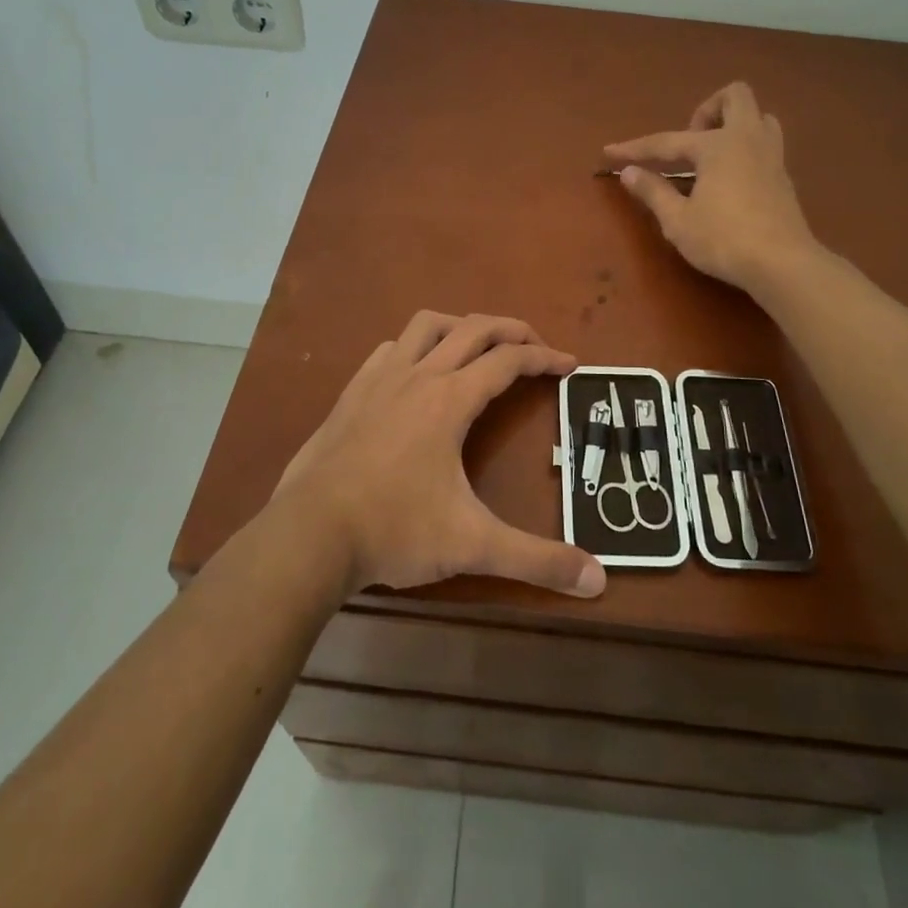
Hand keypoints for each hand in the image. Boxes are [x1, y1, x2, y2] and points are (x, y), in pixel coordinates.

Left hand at [273, 311, 607, 598]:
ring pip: (426, 325)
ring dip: (461, 326)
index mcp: (451, 399)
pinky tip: (417, 372)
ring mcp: (379, 380)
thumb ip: (537, 561)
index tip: (570, 365)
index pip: (509, 361)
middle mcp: (418, 375)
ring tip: (480, 347)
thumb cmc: (394, 530)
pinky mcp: (351, 393)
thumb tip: (598, 581)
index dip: (544, 359)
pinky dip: (415, 346)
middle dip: (512, 330)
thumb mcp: (473, 546)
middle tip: (536, 347)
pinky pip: (390, 349)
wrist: (309, 534)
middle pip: (474, 328)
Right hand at [605, 81, 818, 291]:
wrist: (783, 263)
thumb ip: (653, 192)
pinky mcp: (783, 177)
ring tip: (712, 157)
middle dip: (706, 110)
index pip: (666, 142)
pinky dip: (745, 150)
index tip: (609, 152)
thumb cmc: (724, 239)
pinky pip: (766, 144)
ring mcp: (771, 156)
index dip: (634, 149)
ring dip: (733, 125)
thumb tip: (629, 172)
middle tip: (689, 143)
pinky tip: (729, 179)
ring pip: (759, 117)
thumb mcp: (678, 220)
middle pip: (734, 96)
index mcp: (718, 145)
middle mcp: (747, 139)